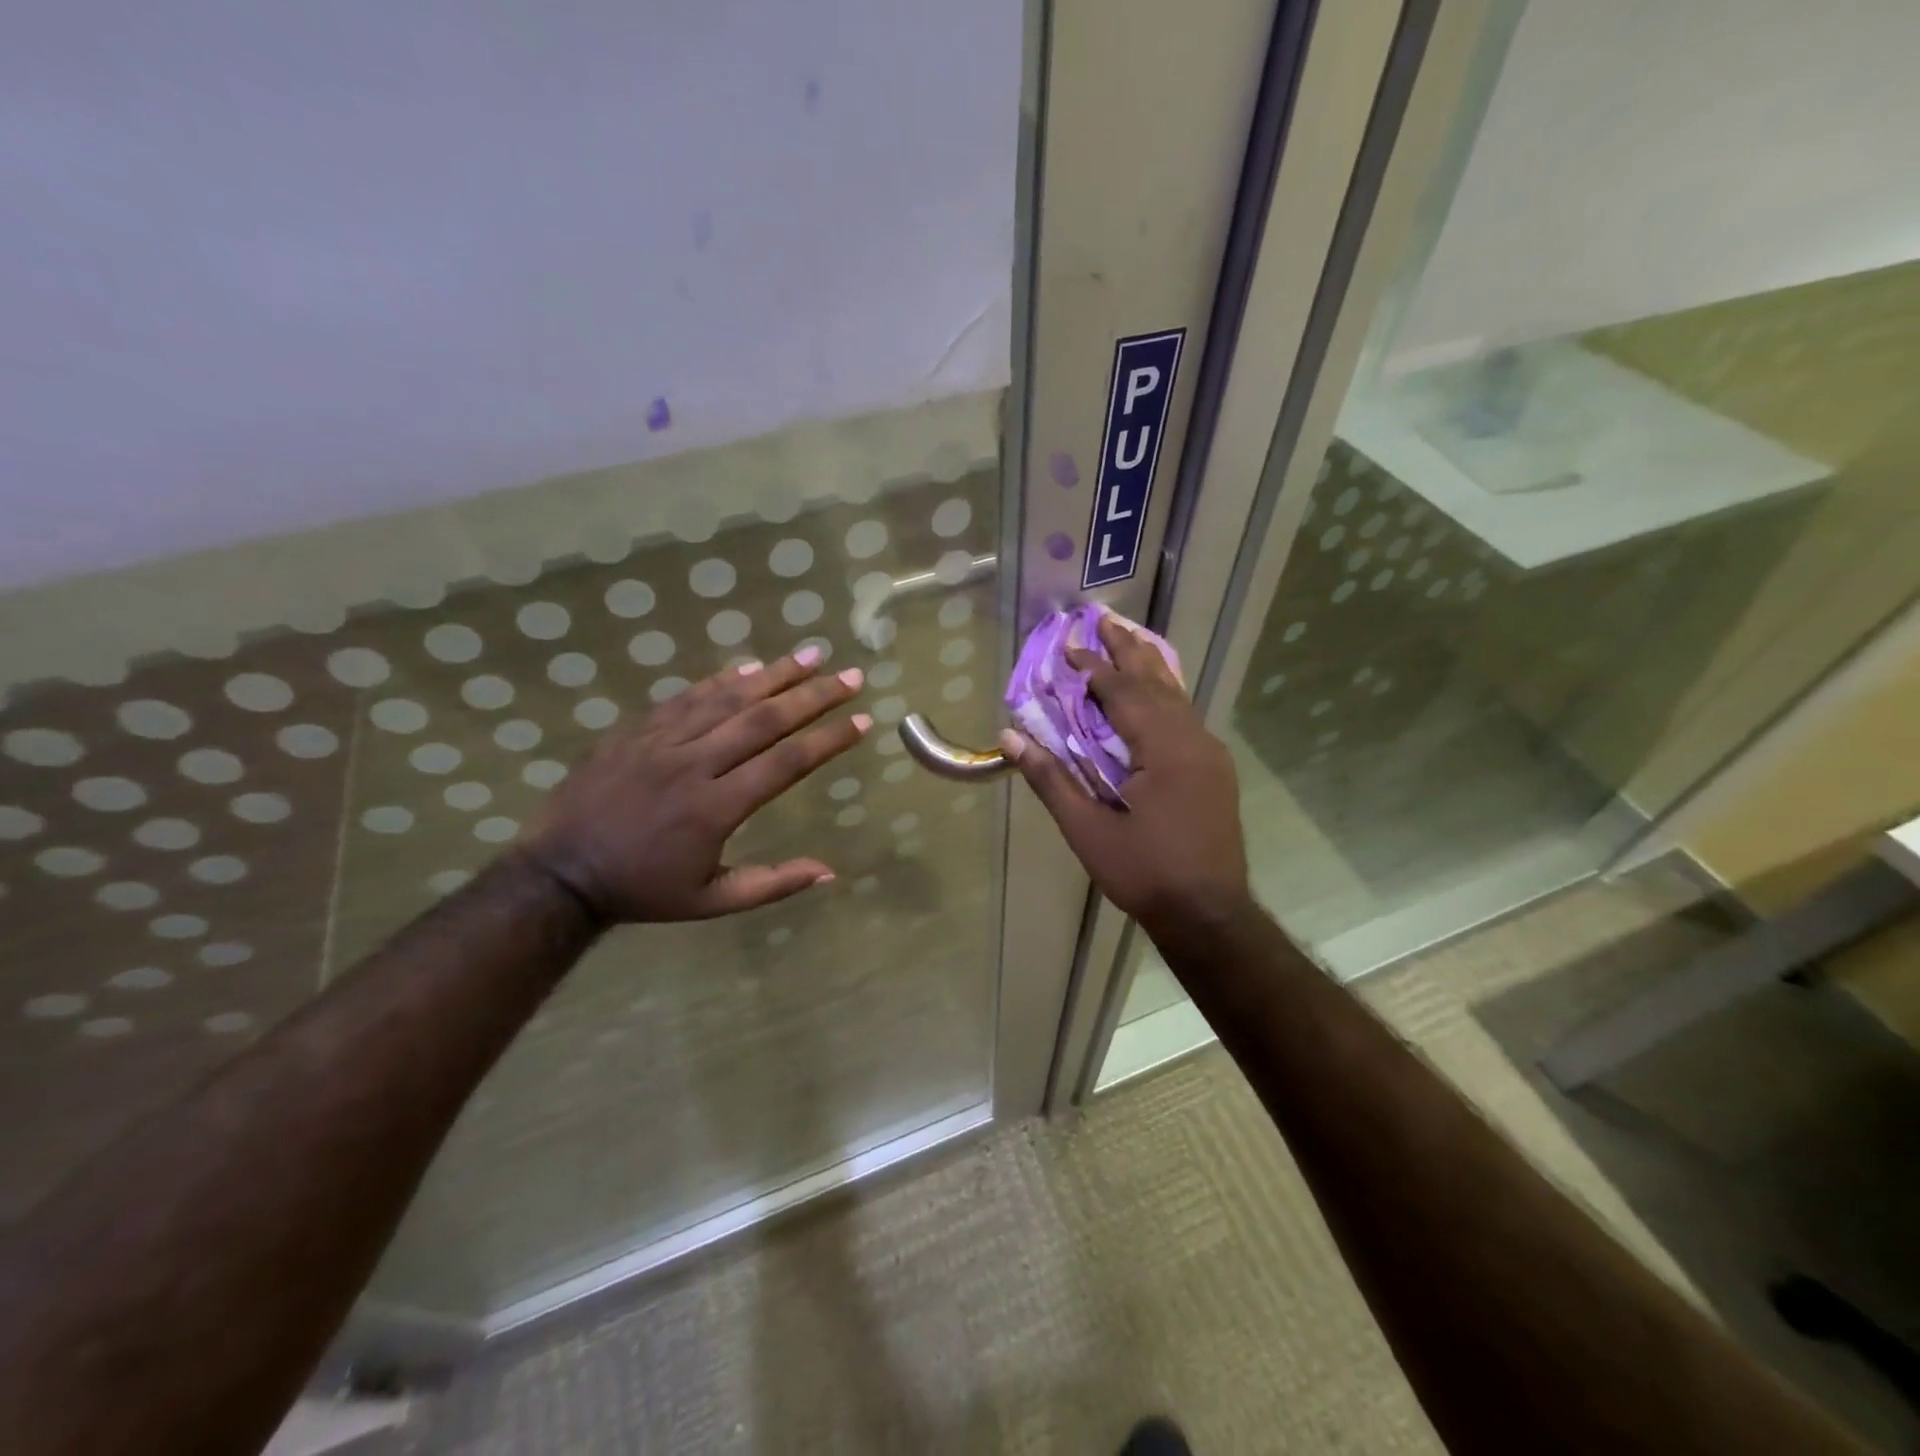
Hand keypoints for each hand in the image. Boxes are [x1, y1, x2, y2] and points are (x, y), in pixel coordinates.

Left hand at [518, 648, 869, 921]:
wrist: (561, 874)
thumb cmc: (645, 890)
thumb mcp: (712, 901)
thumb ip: (772, 884)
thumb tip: (829, 871)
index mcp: (717, 808)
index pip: (787, 763)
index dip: (828, 739)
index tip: (862, 720)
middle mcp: (694, 765)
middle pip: (764, 720)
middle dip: (813, 695)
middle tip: (850, 675)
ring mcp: (661, 742)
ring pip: (727, 699)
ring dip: (774, 674)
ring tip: (811, 655)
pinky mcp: (636, 730)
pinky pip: (685, 697)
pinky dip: (721, 679)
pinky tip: (749, 665)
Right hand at [1000, 614, 1249, 931]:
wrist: (1209, 914)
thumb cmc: (1145, 873)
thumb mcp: (1088, 830)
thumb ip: (1051, 779)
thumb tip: (1011, 738)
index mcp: (1164, 749)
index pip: (1123, 693)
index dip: (1093, 669)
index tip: (1067, 648)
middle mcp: (1193, 740)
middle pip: (1156, 682)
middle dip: (1128, 649)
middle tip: (1105, 619)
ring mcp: (1210, 754)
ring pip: (1177, 696)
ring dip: (1149, 666)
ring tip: (1129, 639)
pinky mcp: (1214, 769)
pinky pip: (1186, 715)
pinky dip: (1165, 694)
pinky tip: (1156, 691)